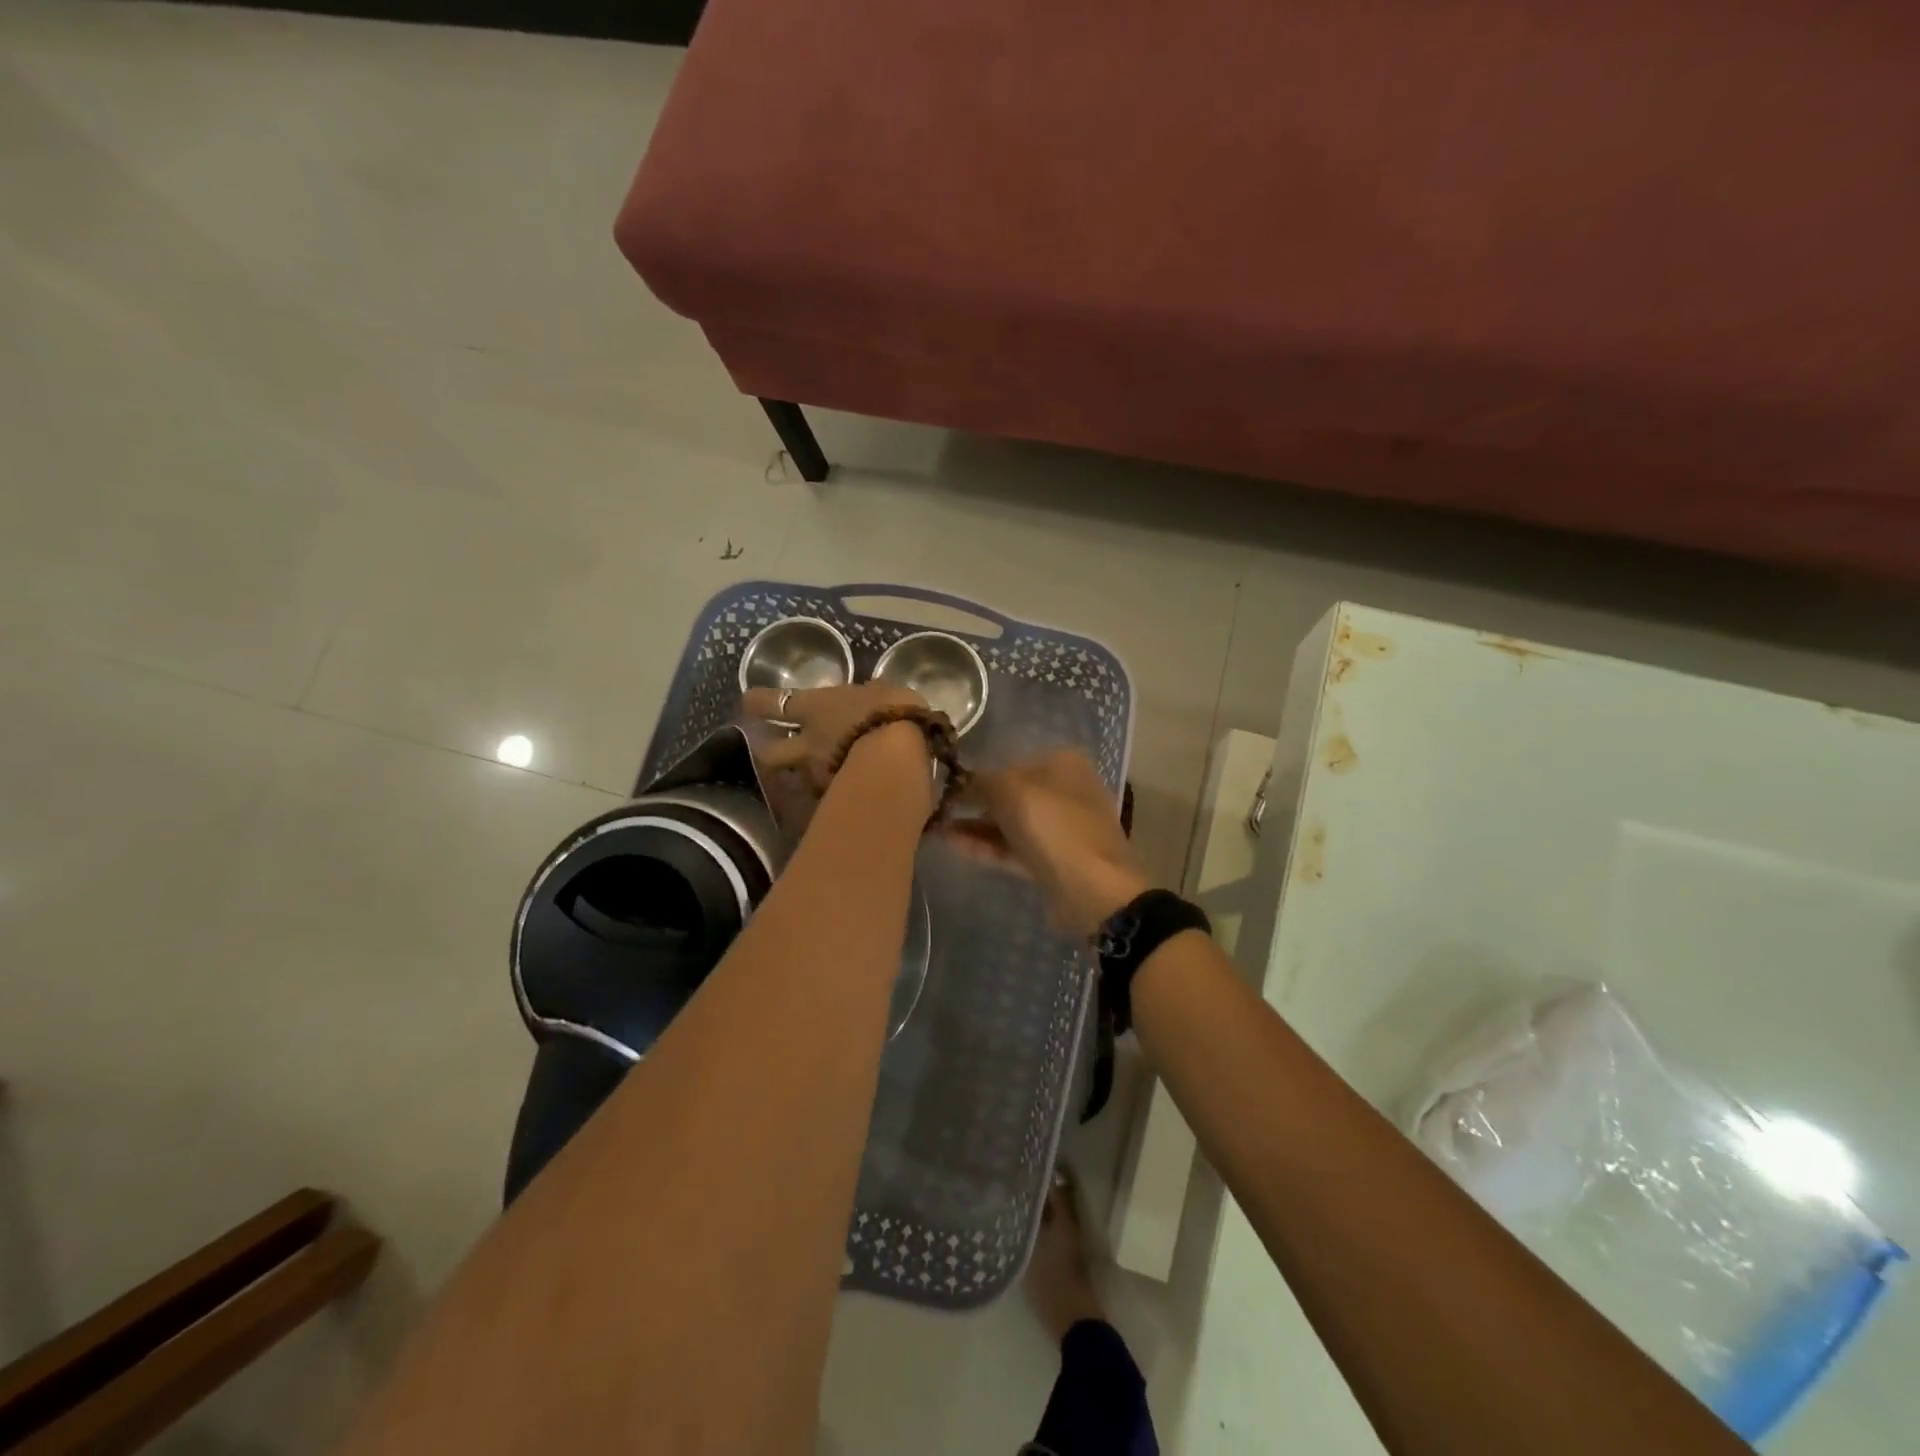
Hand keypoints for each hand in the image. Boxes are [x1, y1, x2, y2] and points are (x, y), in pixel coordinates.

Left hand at [741, 682, 928, 792]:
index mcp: (814, 708)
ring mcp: (817, 776)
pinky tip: (845, 795)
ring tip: (818, 778)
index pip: (771, 702)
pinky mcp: (834, 800)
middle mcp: (807, 744)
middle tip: (772, 750)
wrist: (899, 759)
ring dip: (804, 776)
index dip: (758, 702)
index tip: (749, 702)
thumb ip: (871, 693)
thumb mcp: (885, 692)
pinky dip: (831, 795)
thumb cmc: (891, 713)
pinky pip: (825, 797)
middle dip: (767, 751)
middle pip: (770, 753)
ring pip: (797, 779)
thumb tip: (871, 692)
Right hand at [942, 750, 1150, 936]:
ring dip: (975, 825)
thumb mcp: (1009, 791)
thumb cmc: (1053, 826)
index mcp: (1064, 763)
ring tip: (936, 827)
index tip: (946, 784)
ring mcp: (1062, 829)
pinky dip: (986, 846)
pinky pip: (1014, 847)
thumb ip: (980, 781)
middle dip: (975, 801)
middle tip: (938, 808)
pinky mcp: (1054, 861)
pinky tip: (952, 844)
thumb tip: (960, 781)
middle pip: (1012, 792)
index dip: (979, 772)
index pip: (1012, 761)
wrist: (1093, 889)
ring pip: (1011, 822)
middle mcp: (1066, 791)